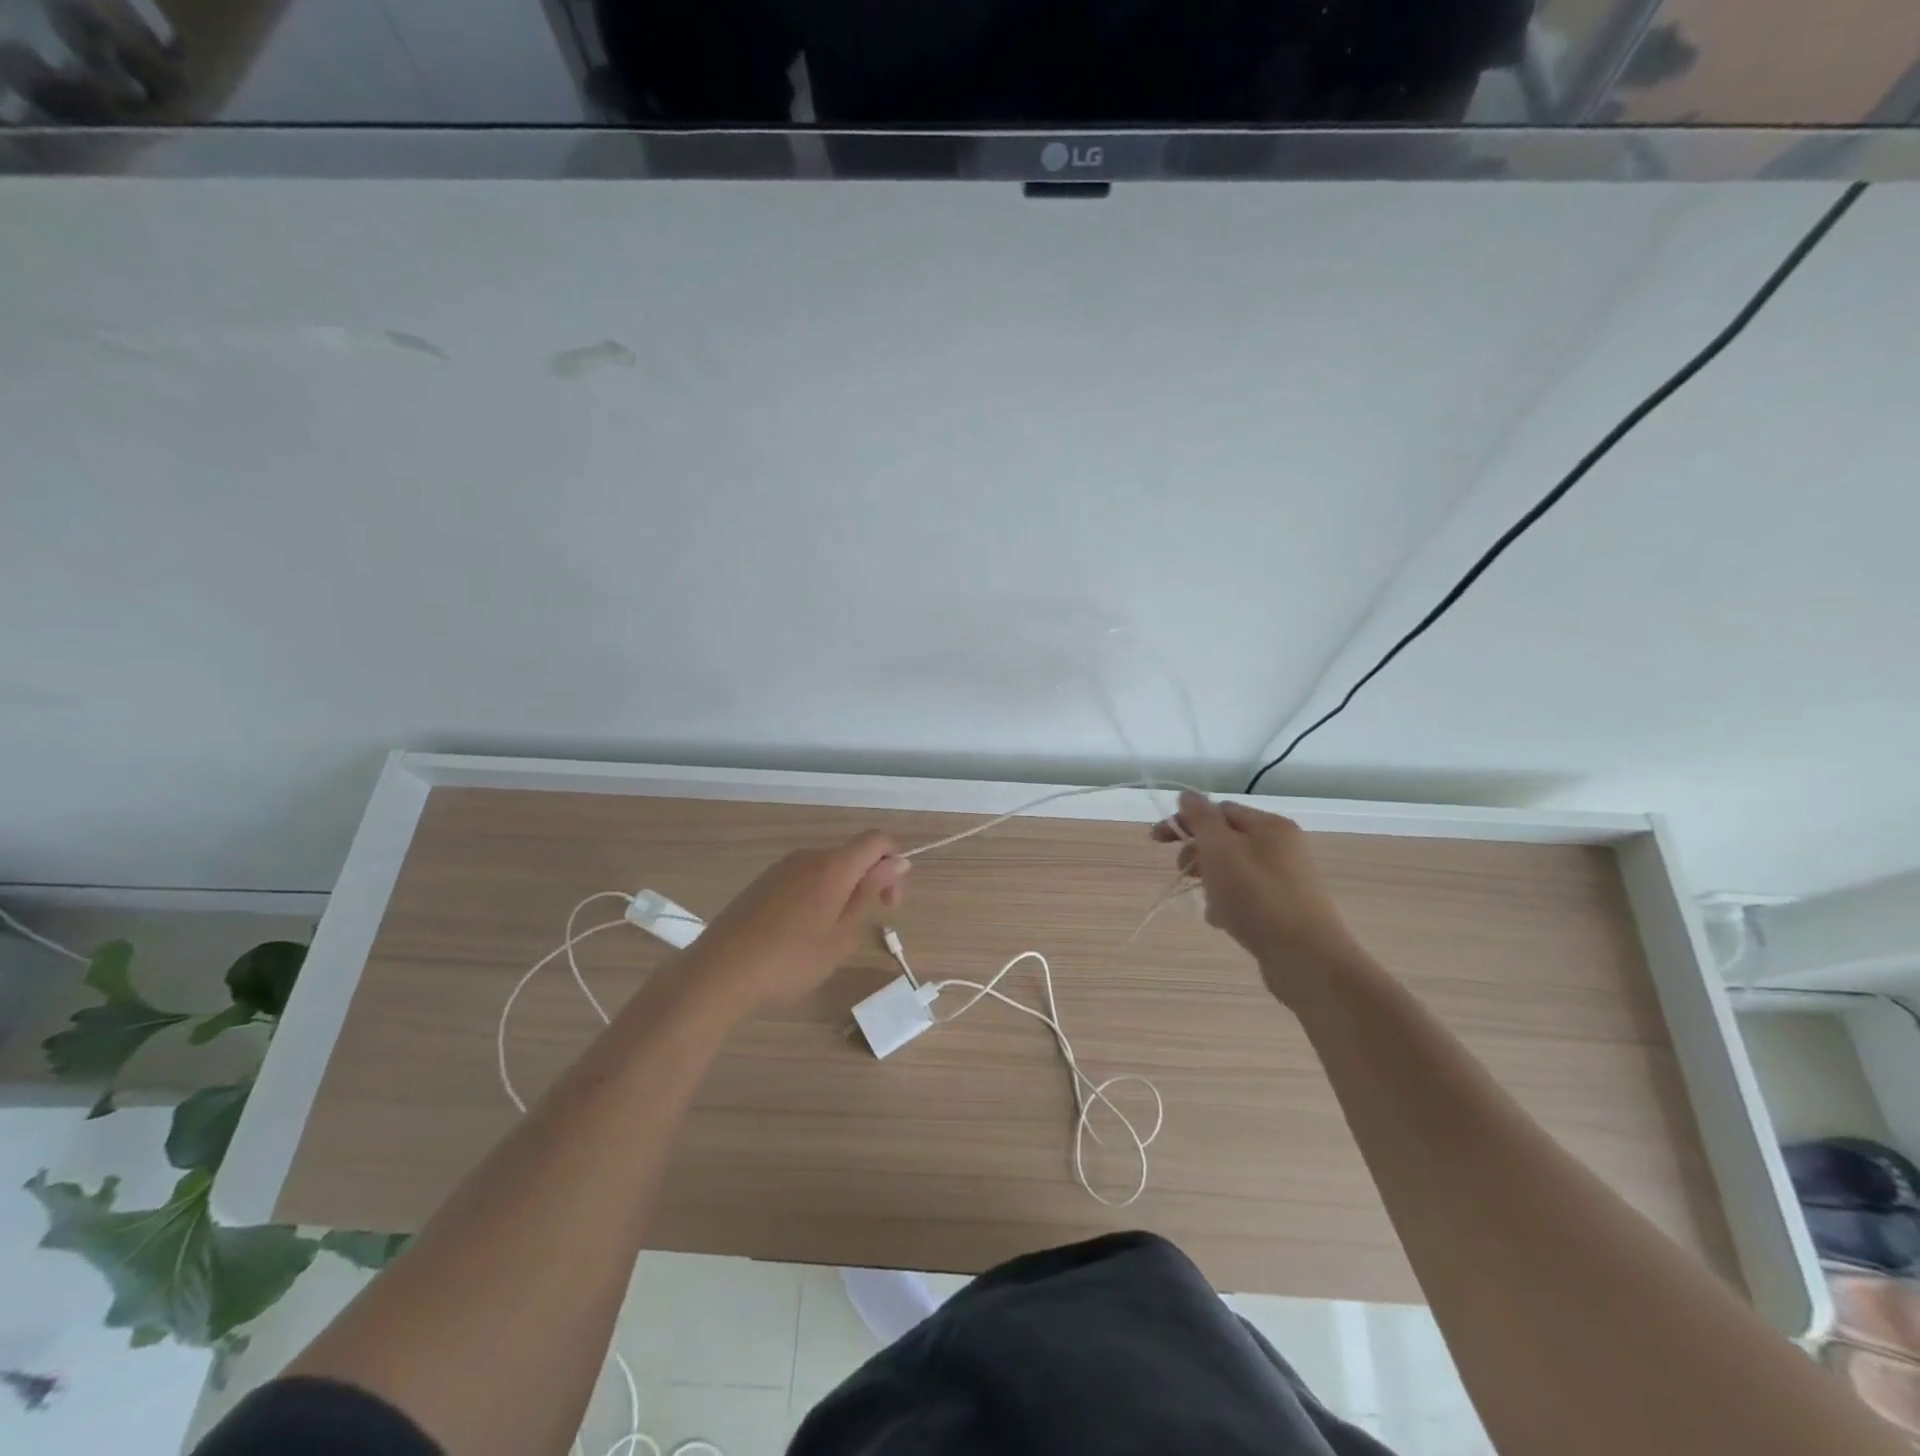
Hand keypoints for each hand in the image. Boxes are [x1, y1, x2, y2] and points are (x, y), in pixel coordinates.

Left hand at [692, 831, 908, 1010]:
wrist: (720, 972)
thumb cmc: (790, 961)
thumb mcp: (842, 936)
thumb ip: (870, 893)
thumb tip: (898, 861)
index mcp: (833, 866)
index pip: (877, 840)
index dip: (893, 865)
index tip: (887, 903)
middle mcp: (808, 856)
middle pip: (853, 854)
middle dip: (869, 882)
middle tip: (862, 927)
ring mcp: (782, 867)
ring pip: (828, 867)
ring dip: (843, 891)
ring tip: (829, 936)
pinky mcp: (763, 882)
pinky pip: (804, 877)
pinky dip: (817, 895)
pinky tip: (801, 932)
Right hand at [1151, 791, 1366, 1002]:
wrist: (1306, 958)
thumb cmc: (1257, 896)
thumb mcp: (1220, 849)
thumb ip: (1200, 818)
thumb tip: (1187, 795)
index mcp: (1269, 825)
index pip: (1218, 810)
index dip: (1185, 821)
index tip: (1157, 840)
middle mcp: (1282, 847)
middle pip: (1225, 840)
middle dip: (1197, 855)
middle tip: (1182, 874)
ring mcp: (1286, 879)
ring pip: (1232, 871)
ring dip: (1212, 883)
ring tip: (1209, 905)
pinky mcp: (1285, 909)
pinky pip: (1246, 897)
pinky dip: (1229, 904)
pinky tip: (1224, 922)